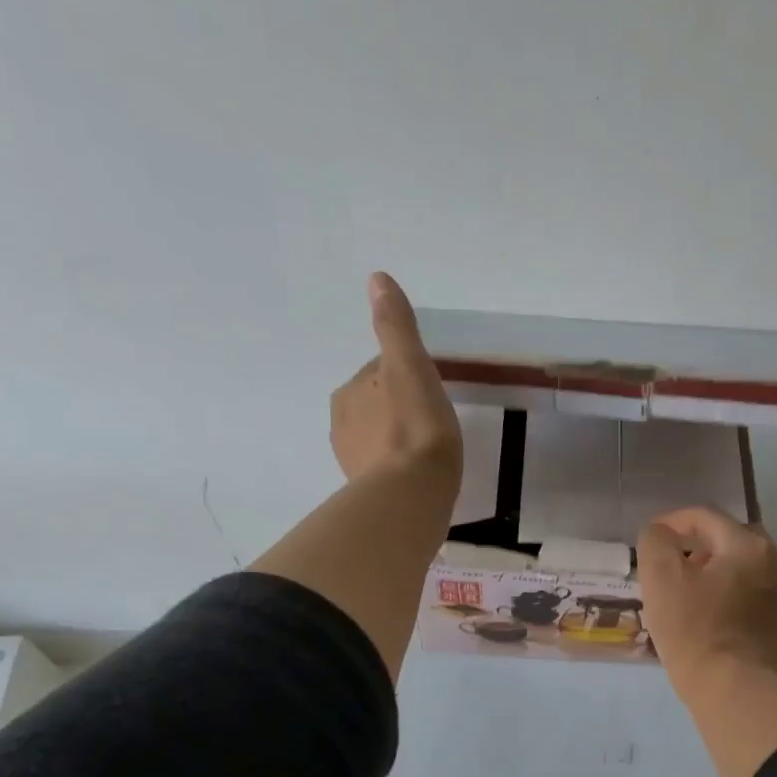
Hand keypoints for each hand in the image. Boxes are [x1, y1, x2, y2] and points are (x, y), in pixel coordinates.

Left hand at [330, 272, 462, 486]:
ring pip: (379, 439)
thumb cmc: (416, 429)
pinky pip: (384, 471)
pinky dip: (399, 469)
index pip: (379, 372)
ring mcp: (353, 462)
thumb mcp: (410, 367)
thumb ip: (395, 327)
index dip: (407, 376)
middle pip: (376, 406)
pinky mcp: (367, 493)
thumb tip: (376, 278)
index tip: (431, 388)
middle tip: (434, 421)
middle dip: (399, 408)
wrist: (410, 497)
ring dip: (398, 440)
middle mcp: (342, 425)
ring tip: (428, 452)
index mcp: (350, 392)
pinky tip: (419, 477)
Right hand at [637, 507, 776, 692]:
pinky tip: (711, 613)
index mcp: (748, 544)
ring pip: (745, 565)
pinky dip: (732, 592)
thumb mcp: (660, 578)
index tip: (652, 539)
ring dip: (717, 568)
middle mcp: (776, 561)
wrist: (732, 689)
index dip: (674, 521)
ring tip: (690, 590)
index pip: (706, 516)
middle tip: (673, 564)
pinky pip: (754, 592)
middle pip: (730, 537)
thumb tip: (662, 533)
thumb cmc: (693, 630)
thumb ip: (656, 541)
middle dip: (700, 543)